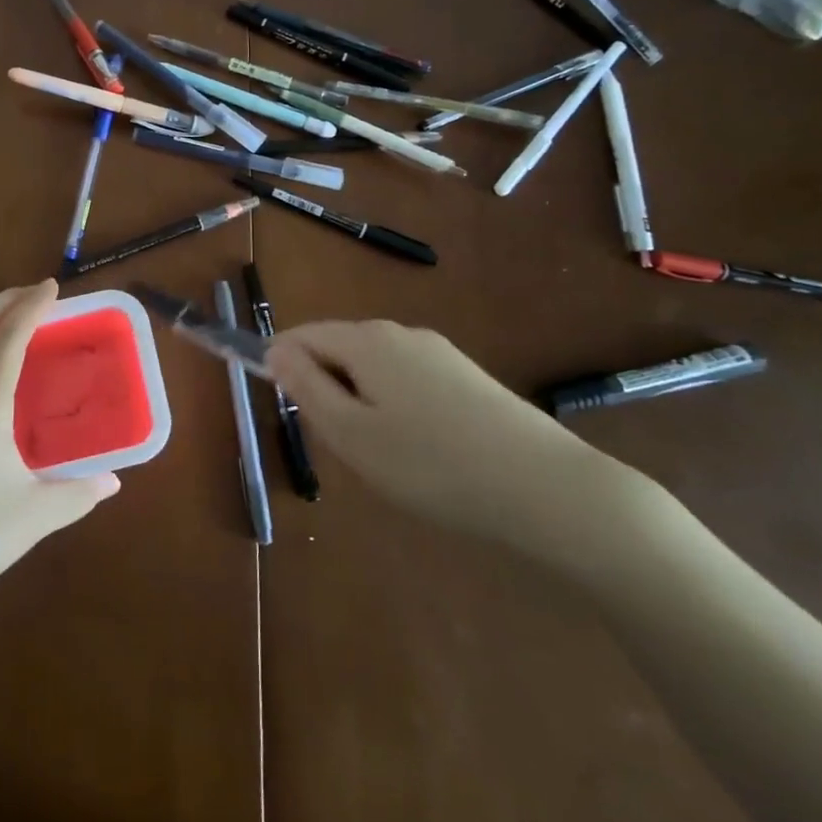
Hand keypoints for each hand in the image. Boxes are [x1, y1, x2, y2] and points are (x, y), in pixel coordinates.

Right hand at [266, 321, 644, 566]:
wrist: (545, 488)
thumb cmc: (432, 465)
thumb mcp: (353, 434)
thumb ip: (307, 388)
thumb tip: (275, 350)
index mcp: (367, 340)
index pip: (303, 335)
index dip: (281, 364)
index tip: (282, 407)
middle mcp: (401, 333)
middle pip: (340, 348)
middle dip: (324, 387)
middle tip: (336, 445)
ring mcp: (439, 352)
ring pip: (375, 367)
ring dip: (359, 400)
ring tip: (378, 456)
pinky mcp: (467, 377)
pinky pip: (408, 381)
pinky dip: (394, 407)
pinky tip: (418, 451)